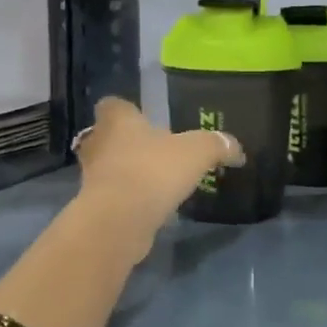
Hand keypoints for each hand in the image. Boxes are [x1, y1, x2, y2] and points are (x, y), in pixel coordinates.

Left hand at [74, 97, 244, 244]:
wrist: (118, 221)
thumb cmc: (153, 171)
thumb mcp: (197, 152)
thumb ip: (217, 145)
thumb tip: (236, 149)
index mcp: (117, 119)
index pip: (113, 104)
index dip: (128, 111)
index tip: (146, 120)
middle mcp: (97, 142)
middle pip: (108, 137)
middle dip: (129, 144)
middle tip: (156, 153)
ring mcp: (91, 176)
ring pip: (110, 168)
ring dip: (129, 174)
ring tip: (158, 182)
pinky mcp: (95, 206)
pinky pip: (114, 197)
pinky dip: (130, 200)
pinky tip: (153, 208)